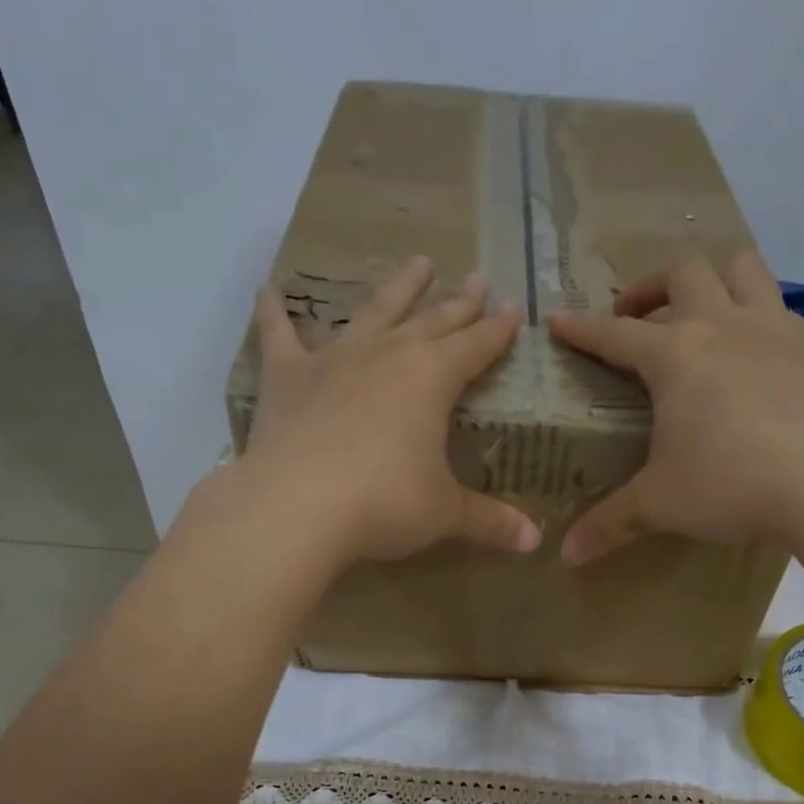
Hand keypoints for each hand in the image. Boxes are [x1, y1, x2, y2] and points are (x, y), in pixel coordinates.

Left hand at [243, 256, 540, 564]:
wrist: (298, 506)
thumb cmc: (385, 504)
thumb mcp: (445, 514)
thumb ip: (490, 521)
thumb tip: (533, 542)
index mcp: (433, 378)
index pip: (477, 345)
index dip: (499, 329)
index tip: (515, 307)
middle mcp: (388, 354)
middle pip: (433, 320)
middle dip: (459, 301)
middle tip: (476, 278)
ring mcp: (334, 359)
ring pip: (374, 312)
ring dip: (398, 288)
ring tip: (418, 262)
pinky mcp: (287, 376)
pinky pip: (278, 333)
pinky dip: (272, 310)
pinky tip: (269, 287)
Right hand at [547, 246, 803, 563]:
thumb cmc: (732, 485)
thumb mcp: (660, 505)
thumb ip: (609, 524)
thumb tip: (566, 554)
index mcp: (674, 355)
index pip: (613, 334)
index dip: (580, 329)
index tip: (558, 322)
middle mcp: (720, 324)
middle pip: (680, 272)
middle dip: (647, 288)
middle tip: (634, 321)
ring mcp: (772, 326)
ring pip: (739, 267)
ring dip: (711, 280)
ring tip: (699, 313)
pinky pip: (777, 305)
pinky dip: (755, 316)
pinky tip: (753, 355)